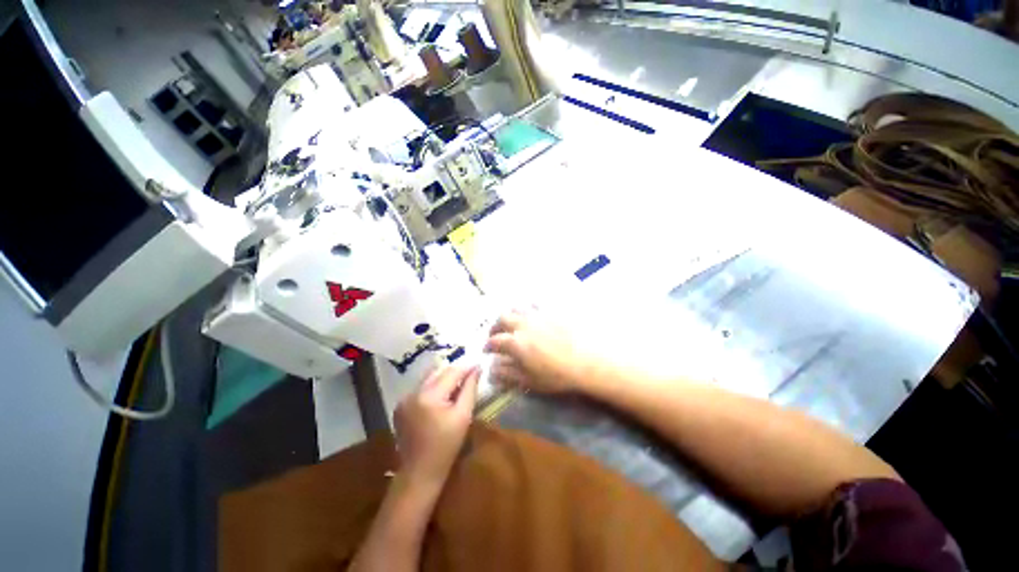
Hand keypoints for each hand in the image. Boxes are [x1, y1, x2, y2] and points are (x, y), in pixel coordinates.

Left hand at [394, 364, 480, 488]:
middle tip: (469, 374)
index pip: (451, 372)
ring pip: (429, 378)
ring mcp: (404, 399)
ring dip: (443, 378)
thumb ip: (470, 389)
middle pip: (438, 372)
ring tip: (457, 385)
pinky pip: (420, 388)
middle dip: (455, 371)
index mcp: (429, 396)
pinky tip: (441, 397)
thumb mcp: (463, 416)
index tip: (478, 364)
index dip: (466, 367)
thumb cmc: (446, 446)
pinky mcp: (400, 405)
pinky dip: (433, 387)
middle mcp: (413, 393)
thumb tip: (476, 369)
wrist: (419, 472)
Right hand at [483, 310, 590, 393]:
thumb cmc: (557, 375)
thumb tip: (491, 370)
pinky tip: (533, 315)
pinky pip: (536, 304)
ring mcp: (538, 315)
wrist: (587, 361)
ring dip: (510, 315)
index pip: (494, 341)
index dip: (487, 345)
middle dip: (495, 327)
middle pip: (502, 318)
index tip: (486, 350)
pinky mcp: (551, 311)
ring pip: (517, 308)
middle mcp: (523, 324)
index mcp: (515, 342)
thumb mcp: (530, 380)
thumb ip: (507, 374)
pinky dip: (528, 309)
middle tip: (496, 335)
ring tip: (513, 324)